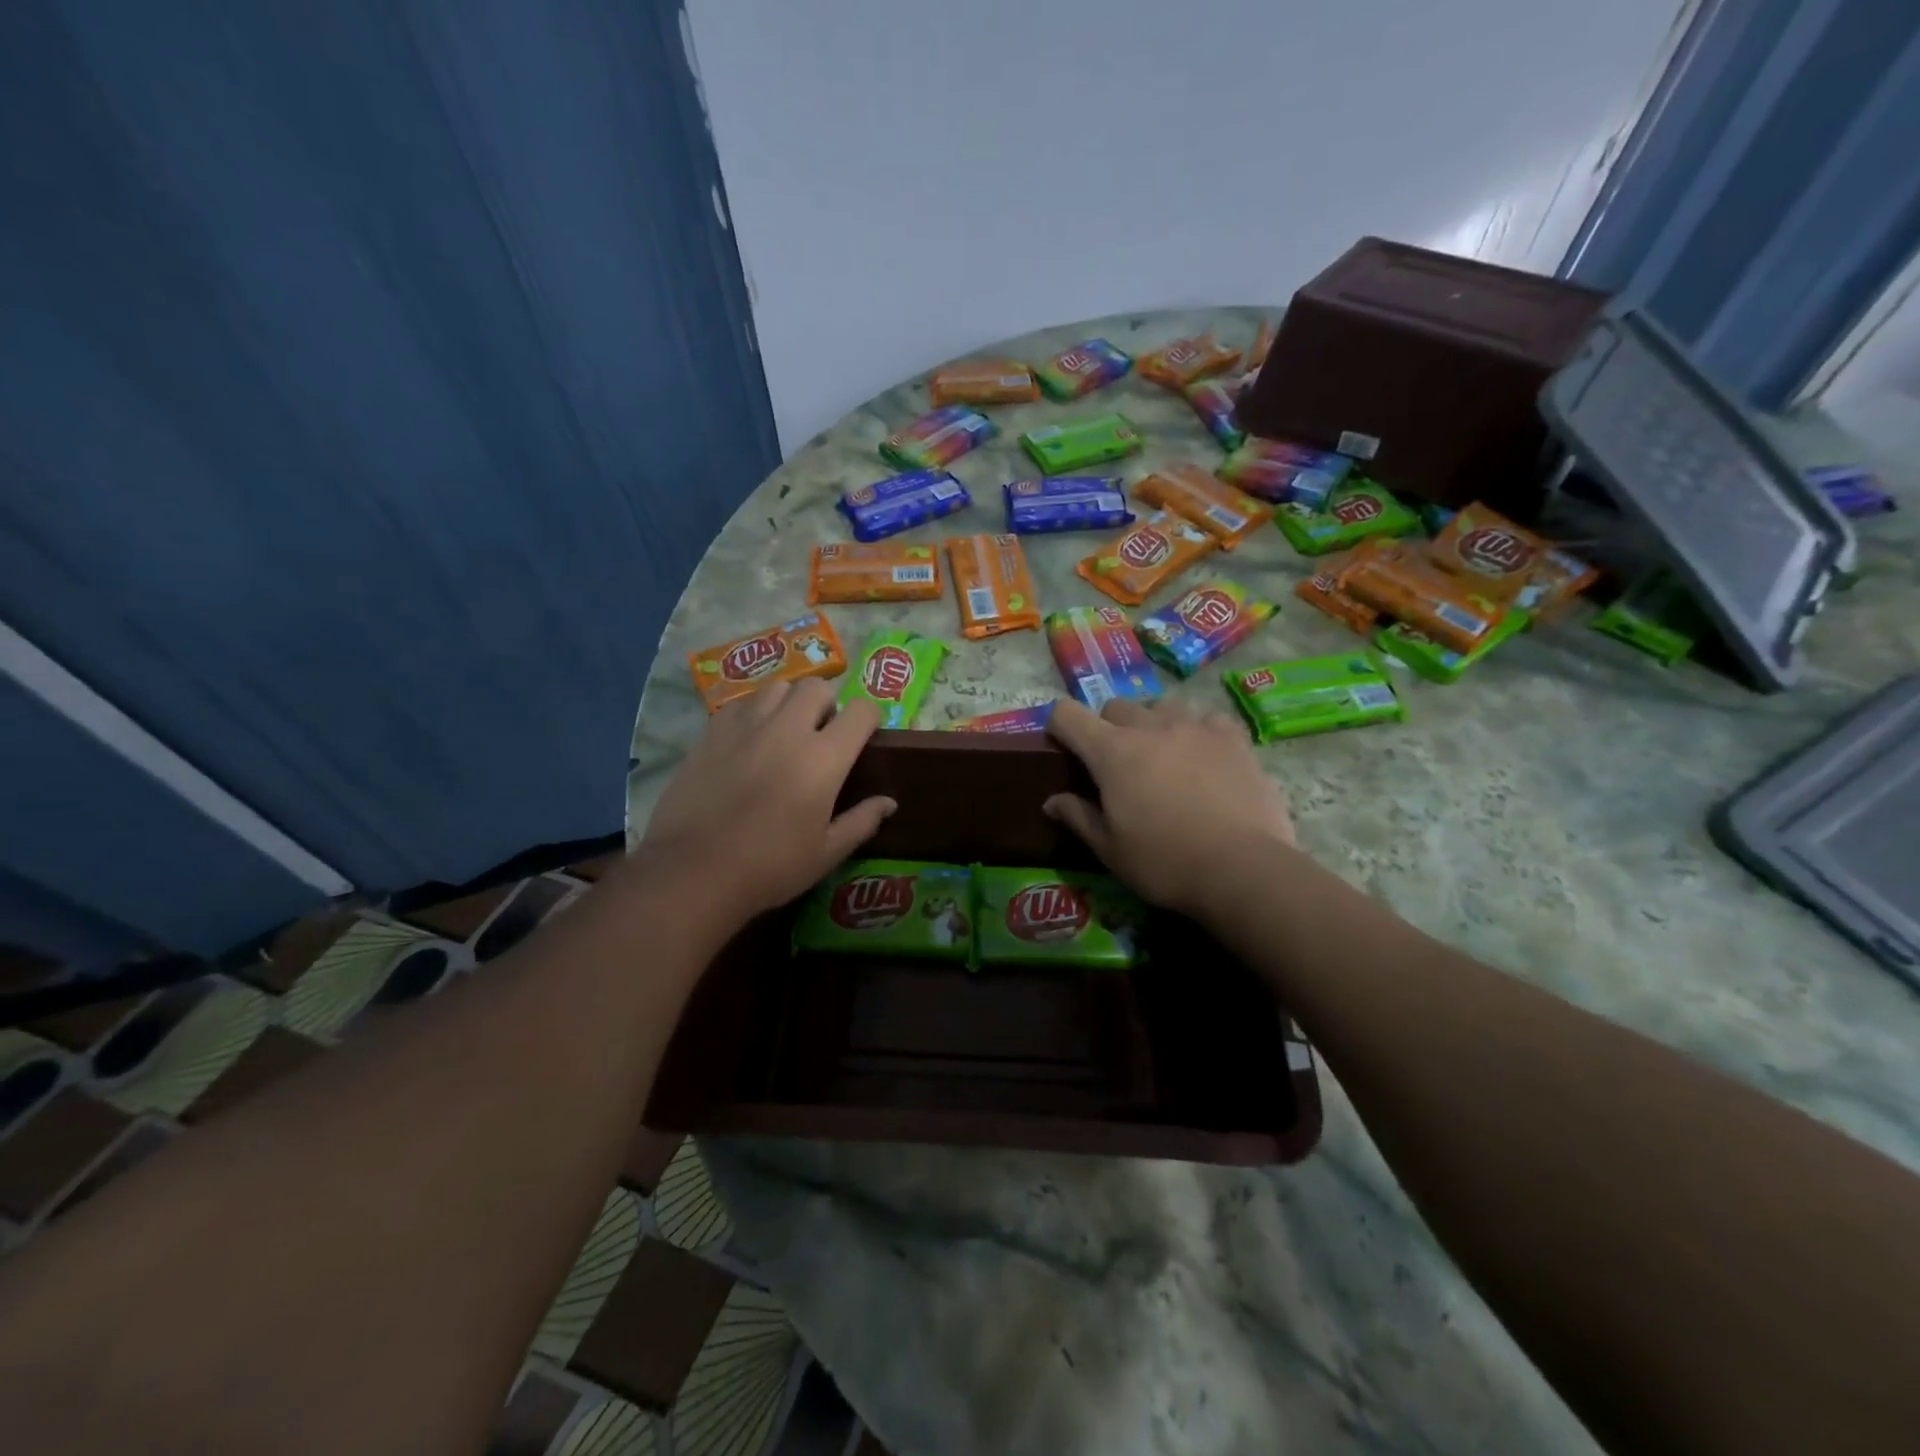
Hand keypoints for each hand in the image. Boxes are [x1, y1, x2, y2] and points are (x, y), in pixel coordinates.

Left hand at [638, 680, 894, 920]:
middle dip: (827, 703)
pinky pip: (742, 703)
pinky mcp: (712, 732)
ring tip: (784, 730)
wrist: (693, 872)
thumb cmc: (770, 867)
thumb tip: (889, 802)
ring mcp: (746, 726)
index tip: (864, 736)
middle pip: (817, 687)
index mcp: (824, 759)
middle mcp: (788, 730)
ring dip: (789, 702)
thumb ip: (861, 822)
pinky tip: (750, 740)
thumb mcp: (826, 853)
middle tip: (821, 733)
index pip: (861, 711)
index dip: (869, 718)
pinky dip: (754, 712)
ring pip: (777, 688)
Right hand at [1044, 697, 1294, 917]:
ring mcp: (1195, 727)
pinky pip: (1207, 719)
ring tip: (1163, 755)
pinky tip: (1206, 756)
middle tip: (1117, 764)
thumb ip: (1078, 817)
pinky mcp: (1233, 738)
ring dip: (1153, 724)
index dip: (1059, 726)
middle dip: (1108, 727)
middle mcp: (1150, 727)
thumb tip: (1052, 801)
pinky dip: (1199, 731)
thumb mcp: (1110, 849)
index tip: (1063, 747)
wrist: (1242, 868)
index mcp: (1112, 752)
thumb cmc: (1164, 862)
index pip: (1068, 715)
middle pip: (1116, 707)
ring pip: (1162, 707)